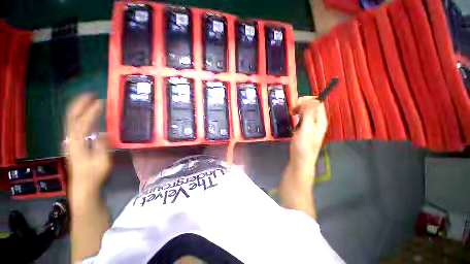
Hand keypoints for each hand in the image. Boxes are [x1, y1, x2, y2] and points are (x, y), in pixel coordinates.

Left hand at [65, 93, 110, 202]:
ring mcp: (71, 141)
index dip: (90, 112)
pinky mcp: (74, 143)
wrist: (83, 187)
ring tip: (89, 100)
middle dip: (80, 104)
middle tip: (91, 95)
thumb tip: (104, 133)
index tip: (100, 102)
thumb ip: (102, 147)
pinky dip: (80, 116)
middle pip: (71, 118)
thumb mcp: (102, 163)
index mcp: (78, 145)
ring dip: (79, 108)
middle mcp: (71, 140)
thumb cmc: (94, 176)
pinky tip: (87, 114)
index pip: (82, 123)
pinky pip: (74, 125)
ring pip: (71, 120)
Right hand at [290, 96, 327, 164]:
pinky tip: (293, 118)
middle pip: (312, 105)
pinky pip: (303, 116)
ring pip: (307, 110)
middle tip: (293, 110)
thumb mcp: (306, 130)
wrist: (300, 160)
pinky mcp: (305, 127)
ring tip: (292, 113)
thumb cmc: (303, 146)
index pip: (318, 103)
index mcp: (320, 120)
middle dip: (302, 104)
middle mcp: (317, 120)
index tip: (296, 104)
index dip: (308, 100)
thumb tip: (311, 101)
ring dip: (299, 109)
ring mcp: (311, 124)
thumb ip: (309, 115)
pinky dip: (297, 114)